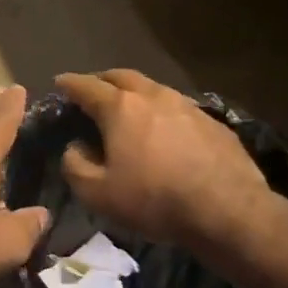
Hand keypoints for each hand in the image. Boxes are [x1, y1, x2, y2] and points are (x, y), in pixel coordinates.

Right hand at [55, 69, 275, 252]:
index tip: (59, 82)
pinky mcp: (214, 123)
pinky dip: (162, 112)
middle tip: (92, 90)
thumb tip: (76, 148)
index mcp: (120, 108)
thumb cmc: (154, 199)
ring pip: (153, 89)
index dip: (69, 83)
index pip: (86, 86)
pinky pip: (178, 108)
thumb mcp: (97, 193)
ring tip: (129, 108)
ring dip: (135, 93)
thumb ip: (75, 166)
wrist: (229, 211)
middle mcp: (153, 96)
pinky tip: (164, 131)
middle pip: (122, 76)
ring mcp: (187, 106)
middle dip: (102, 80)